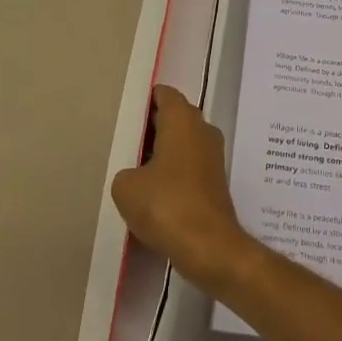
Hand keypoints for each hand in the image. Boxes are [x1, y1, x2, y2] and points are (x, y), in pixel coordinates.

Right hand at [111, 87, 255, 291]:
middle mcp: (202, 130)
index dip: (146, 100)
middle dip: (152, 126)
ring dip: (163, 152)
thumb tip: (136, 176)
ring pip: (183, 142)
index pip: (165, 94)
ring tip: (135, 169)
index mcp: (182, 119)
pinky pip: (190, 165)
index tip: (127, 113)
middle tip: (126, 141)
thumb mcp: (126, 186)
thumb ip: (126, 171)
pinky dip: (174, 172)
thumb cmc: (166, 204)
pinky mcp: (215, 181)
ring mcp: (213, 156)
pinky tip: (154, 192)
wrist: (208, 246)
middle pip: (175, 117)